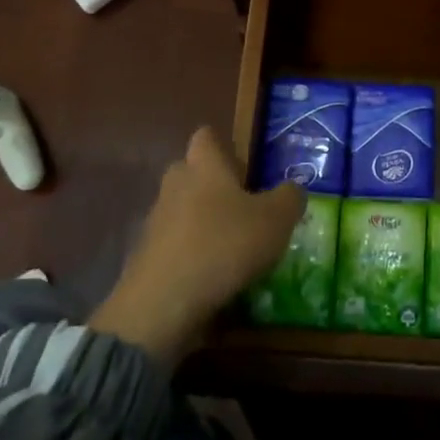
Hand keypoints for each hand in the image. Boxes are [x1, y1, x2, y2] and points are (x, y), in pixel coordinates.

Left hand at [92, 127, 305, 363]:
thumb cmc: (225, 245)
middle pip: (190, 172)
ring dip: (202, 221)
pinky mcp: (145, 256)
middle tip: (242, 204)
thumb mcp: (275, 220)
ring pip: (181, 209)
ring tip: (231, 245)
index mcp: (204, 166)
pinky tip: (211, 274)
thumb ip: (289, 198)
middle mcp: (175, 185)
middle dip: (211, 183)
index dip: (222, 145)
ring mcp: (156, 221)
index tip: (243, 165)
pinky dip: (190, 253)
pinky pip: (173, 243)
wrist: (163, 303)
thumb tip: (293, 188)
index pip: (205, 137)